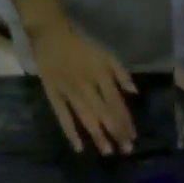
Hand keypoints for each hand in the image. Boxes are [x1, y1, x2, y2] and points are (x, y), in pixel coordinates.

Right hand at [28, 16, 137, 155]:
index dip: (126, 121)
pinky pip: (62, 115)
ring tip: (108, 152)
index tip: (133, 137)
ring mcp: (69, 90)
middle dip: (116, 132)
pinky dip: (70, 132)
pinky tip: (79, 147)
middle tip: (126, 150)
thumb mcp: (104, 53)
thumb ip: (120, 72)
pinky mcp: (53, 94)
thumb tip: (135, 92)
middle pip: (104, 112)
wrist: (49, 31)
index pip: (117, 102)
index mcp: (100, 74)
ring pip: (86, 116)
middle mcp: (87, 85)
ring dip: (98, 135)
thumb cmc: (80, 44)